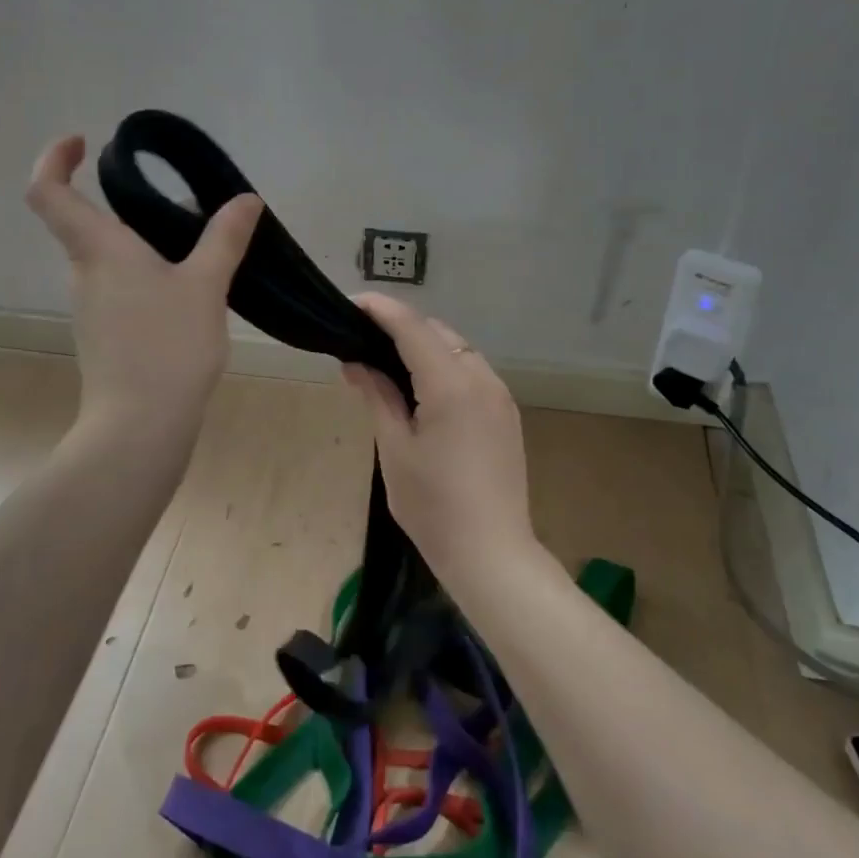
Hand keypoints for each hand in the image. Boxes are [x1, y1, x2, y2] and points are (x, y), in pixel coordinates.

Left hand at [27, 135, 262, 432]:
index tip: (83, 142)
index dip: (54, 159)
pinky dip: (149, 281)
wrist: (140, 427)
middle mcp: (84, 273)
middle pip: (90, 225)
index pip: (48, 191)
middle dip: (132, 210)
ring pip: (111, 261)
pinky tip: (190, 301)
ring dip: (147, 249)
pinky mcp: (104, 337)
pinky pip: (122, 292)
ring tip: (202, 260)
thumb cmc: (167, 347)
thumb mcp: (205, 286)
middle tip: (187, 213)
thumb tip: (245, 199)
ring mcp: (90, 309)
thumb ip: (224, 238)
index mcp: (98, 249)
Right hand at [341, 294, 537, 565]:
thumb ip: (377, 396)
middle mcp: (482, 379)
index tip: (352, 304)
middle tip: (362, 340)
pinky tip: (422, 389)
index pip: (412, 329)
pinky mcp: (506, 415)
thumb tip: (355, 362)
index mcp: (451, 385)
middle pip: (438, 333)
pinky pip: (472, 372)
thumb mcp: (394, 449)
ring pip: (458, 350)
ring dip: (424, 346)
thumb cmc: (433, 506)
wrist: (491, 553)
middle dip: (401, 327)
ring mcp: (500, 396)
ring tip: (387, 363)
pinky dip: (444, 366)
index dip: (381, 310)